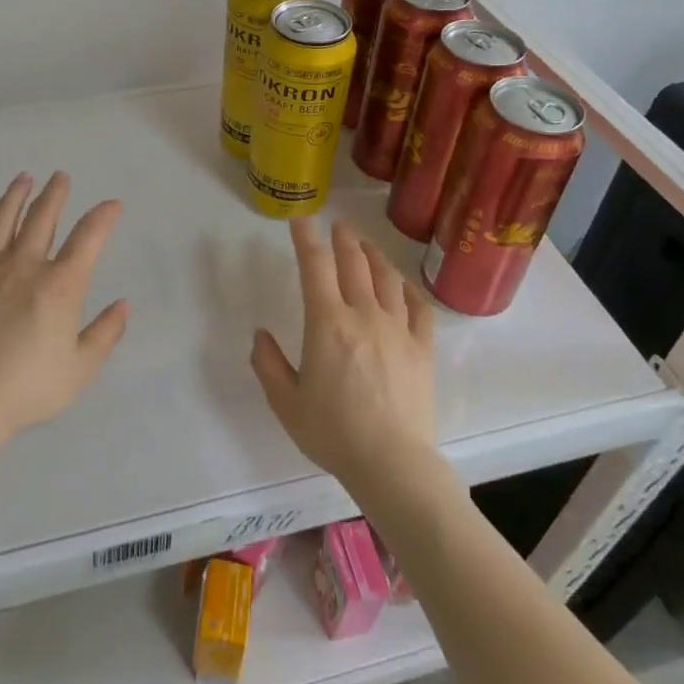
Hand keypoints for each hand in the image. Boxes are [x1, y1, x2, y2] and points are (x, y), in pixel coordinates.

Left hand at [0, 172, 128, 447]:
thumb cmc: (29, 388)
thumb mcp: (81, 368)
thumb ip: (105, 333)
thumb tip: (123, 305)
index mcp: (60, 285)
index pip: (88, 238)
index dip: (103, 217)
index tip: (112, 204)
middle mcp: (24, 266)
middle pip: (41, 219)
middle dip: (55, 195)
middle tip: (60, 176)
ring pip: (1, 221)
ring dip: (14, 197)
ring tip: (23, 179)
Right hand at [250, 218, 436, 496]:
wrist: (391, 462)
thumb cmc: (332, 432)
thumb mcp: (286, 403)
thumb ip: (268, 365)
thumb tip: (260, 335)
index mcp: (327, 324)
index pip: (315, 268)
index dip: (306, 239)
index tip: (301, 220)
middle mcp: (364, 315)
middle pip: (354, 263)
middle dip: (343, 239)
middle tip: (338, 225)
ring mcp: (398, 329)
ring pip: (388, 278)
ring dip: (374, 256)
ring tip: (366, 246)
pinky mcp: (423, 348)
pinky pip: (419, 307)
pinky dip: (409, 289)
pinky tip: (403, 285)